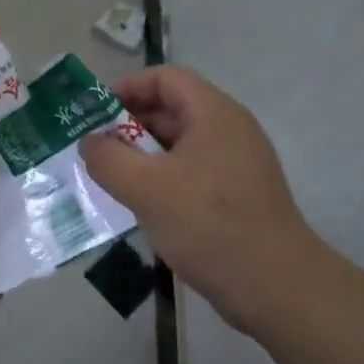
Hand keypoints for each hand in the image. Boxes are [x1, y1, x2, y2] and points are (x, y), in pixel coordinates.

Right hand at [80, 67, 323, 332]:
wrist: (273, 284)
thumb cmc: (208, 225)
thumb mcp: (146, 188)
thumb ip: (109, 159)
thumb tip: (89, 142)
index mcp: (215, 114)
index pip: (167, 79)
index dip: (129, 86)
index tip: (95, 111)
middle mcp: (230, 130)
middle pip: (174, 109)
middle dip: (130, 123)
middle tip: (95, 147)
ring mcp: (237, 164)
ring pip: (181, 145)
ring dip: (143, 155)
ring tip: (110, 176)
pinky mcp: (238, 195)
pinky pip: (192, 172)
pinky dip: (162, 178)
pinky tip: (141, 204)